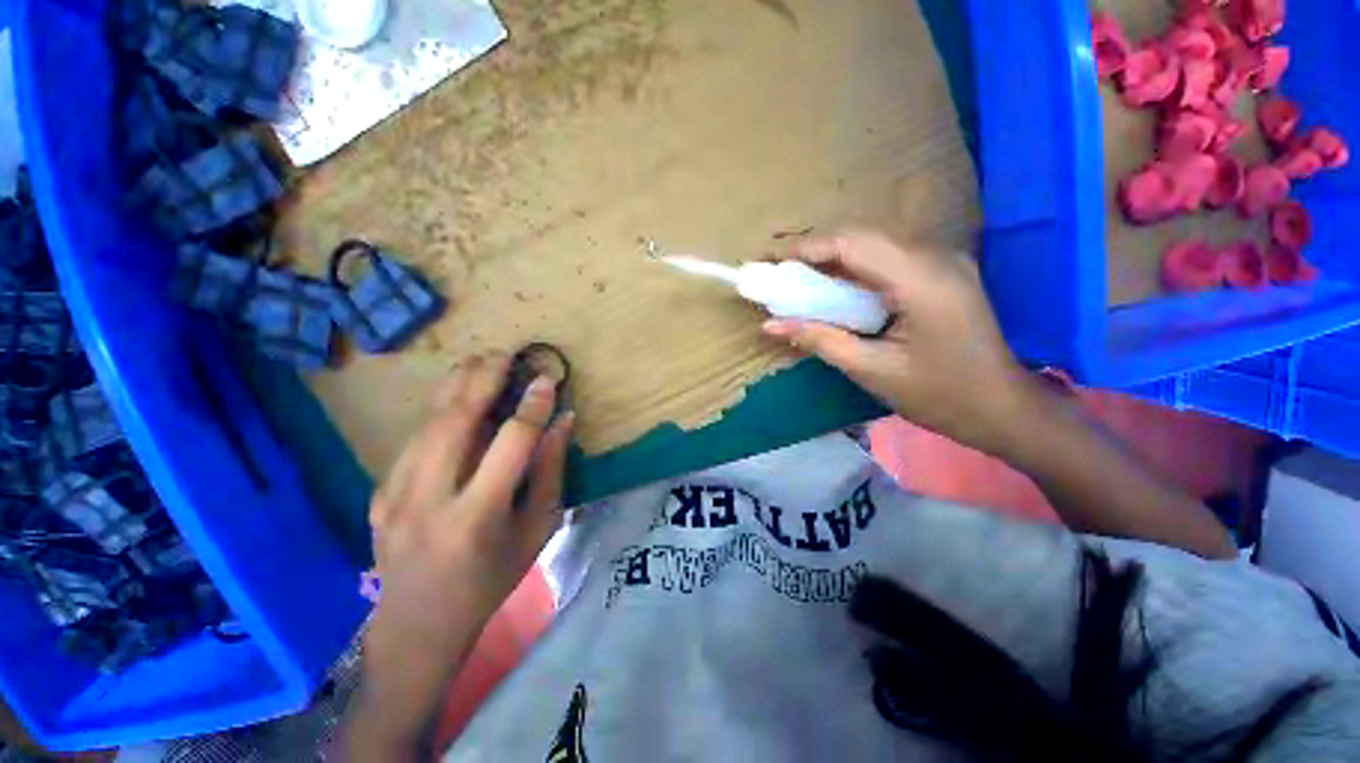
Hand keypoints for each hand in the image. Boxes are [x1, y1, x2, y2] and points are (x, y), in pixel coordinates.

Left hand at [358, 354, 573, 744]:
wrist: (418, 624)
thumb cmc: (491, 579)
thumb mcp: (536, 529)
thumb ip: (549, 472)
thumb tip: (562, 422)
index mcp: (477, 516)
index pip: (510, 443)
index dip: (532, 405)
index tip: (547, 380)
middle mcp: (429, 500)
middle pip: (457, 421)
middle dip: (484, 380)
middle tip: (505, 354)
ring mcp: (394, 495)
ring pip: (428, 423)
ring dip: (456, 385)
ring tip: (479, 360)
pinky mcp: (378, 492)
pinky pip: (414, 439)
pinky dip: (439, 410)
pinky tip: (456, 396)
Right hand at [763, 230, 1040, 457]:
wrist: (1001, 406)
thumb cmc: (939, 395)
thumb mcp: (871, 370)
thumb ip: (819, 340)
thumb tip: (770, 325)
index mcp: (921, 281)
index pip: (854, 244)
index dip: (808, 248)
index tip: (773, 262)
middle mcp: (935, 258)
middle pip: (863, 238)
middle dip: (816, 252)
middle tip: (781, 272)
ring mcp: (942, 261)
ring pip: (874, 245)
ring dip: (833, 259)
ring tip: (799, 279)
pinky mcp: (941, 272)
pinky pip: (887, 258)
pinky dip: (854, 269)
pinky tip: (835, 287)